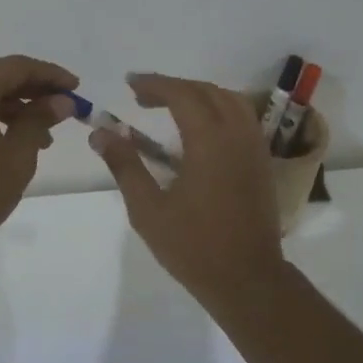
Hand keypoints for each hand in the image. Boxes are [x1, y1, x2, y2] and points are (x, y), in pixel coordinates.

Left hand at [0, 55, 78, 246]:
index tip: (76, 88)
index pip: (16, 67)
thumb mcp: (17, 155)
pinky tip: (16, 139)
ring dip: (16, 107)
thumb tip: (61, 102)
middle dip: (34, 91)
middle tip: (65, 108)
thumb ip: (39, 120)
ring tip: (46, 133)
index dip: (50, 75)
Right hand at [90, 73, 285, 306]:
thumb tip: (101, 133)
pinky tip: (201, 129)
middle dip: (175, 87)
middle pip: (207, 91)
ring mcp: (255, 148)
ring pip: (231, 101)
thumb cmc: (193, 246)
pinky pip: (243, 119)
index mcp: (209, 141)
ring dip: (200, 95)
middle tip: (143, 96)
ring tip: (171, 106)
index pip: (182, 94)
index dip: (154, 84)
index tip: (130, 84)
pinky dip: (220, 110)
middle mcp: (237, 135)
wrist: (247, 278)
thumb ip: (125, 165)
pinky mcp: (262, 163)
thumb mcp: (148, 209)